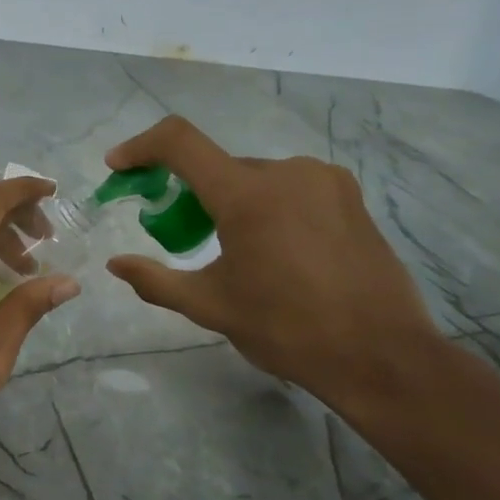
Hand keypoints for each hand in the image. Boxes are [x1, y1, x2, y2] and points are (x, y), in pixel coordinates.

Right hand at [104, 117, 441, 414]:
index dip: (141, 147)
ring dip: (229, 202)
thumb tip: (116, 264)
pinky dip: (265, 207)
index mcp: (248, 195)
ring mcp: (324, 181)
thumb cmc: (288, 329)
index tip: (118, 166)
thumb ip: (155, 280)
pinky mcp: (349, 197)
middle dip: (188, 193)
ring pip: (254, 179)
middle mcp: (287, 172)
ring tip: (233, 252)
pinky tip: (273, 251)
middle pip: (217, 167)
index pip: (179, 142)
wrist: (383, 357)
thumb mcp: (210, 307)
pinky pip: (289, 188)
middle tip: (178, 235)